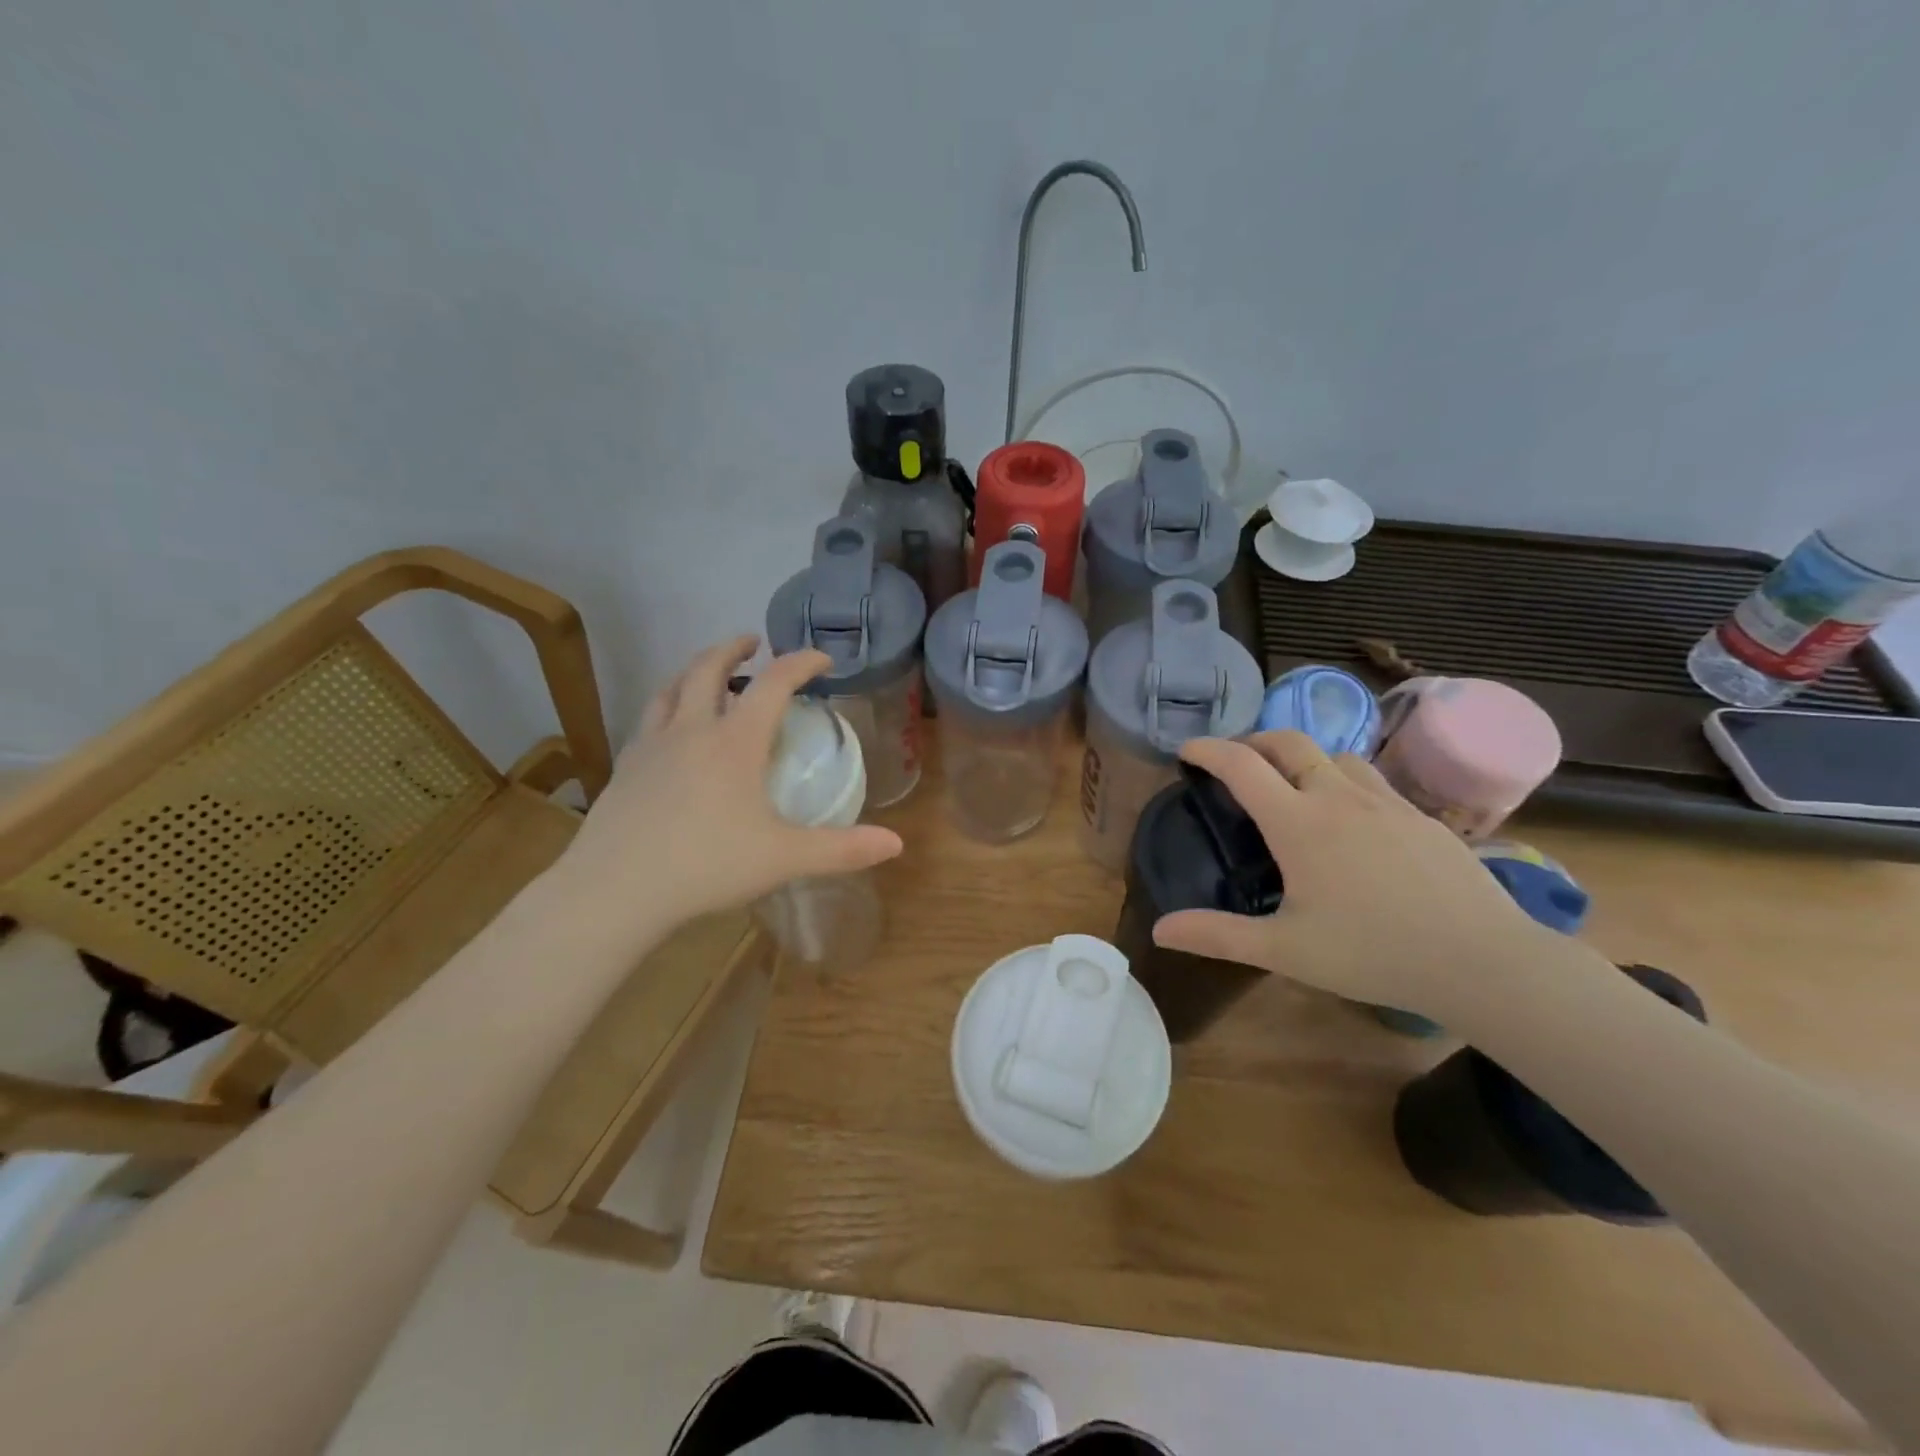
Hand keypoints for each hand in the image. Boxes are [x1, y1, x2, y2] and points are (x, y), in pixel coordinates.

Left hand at [554, 636, 902, 937]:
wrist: (615, 889)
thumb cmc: (707, 865)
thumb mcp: (784, 858)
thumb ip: (842, 849)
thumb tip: (897, 845)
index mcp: (735, 742)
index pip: (773, 683)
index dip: (801, 663)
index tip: (821, 658)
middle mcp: (692, 730)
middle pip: (709, 668)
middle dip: (734, 649)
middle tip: (752, 643)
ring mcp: (651, 746)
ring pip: (671, 689)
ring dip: (694, 671)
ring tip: (708, 675)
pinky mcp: (625, 768)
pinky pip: (649, 720)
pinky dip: (668, 707)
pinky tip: (671, 730)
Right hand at [1151, 731, 1550, 1020]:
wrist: (1482, 961)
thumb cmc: (1372, 953)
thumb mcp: (1284, 950)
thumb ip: (1217, 935)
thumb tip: (1160, 930)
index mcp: (1299, 823)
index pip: (1241, 766)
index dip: (1208, 750)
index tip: (1186, 751)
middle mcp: (1339, 797)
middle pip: (1289, 742)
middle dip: (1253, 740)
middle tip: (1235, 762)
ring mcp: (1386, 802)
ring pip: (1335, 755)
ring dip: (1302, 757)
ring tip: (1291, 784)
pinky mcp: (1421, 817)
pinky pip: (1372, 779)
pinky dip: (1343, 780)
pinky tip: (1351, 818)